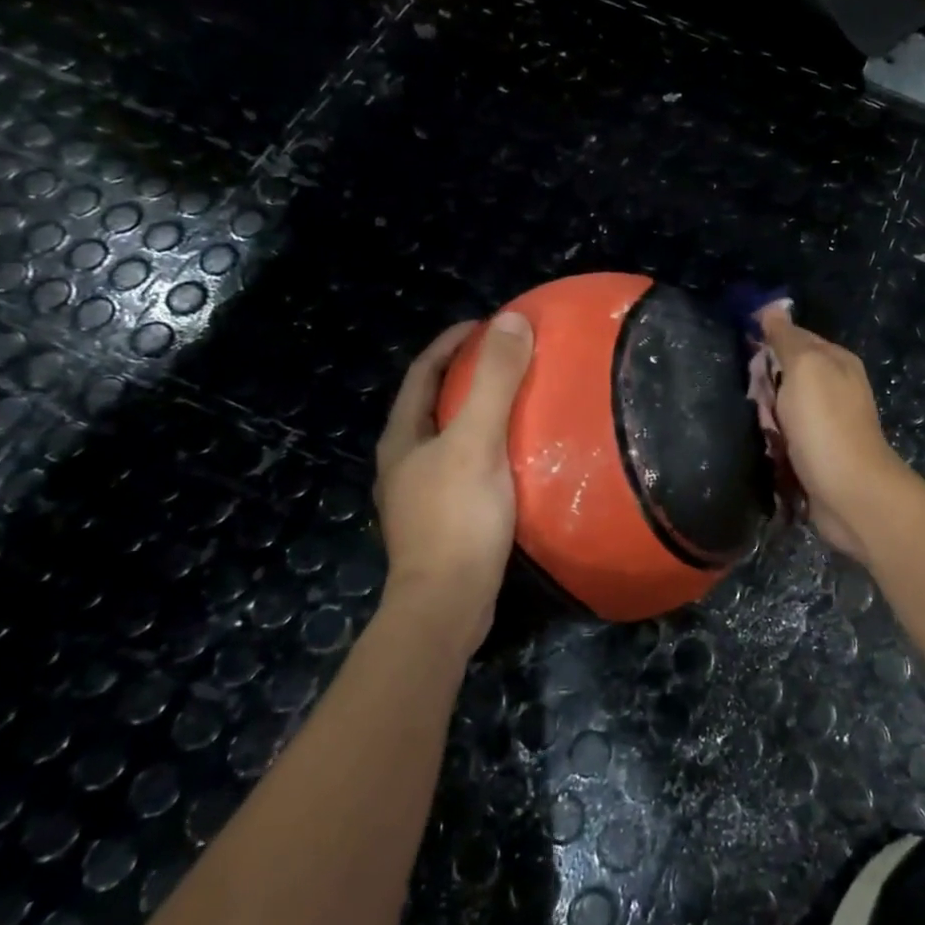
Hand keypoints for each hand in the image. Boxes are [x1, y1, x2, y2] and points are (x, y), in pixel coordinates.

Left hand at [374, 312, 533, 647]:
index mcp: (402, 437)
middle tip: (513, 360)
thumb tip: (510, 320)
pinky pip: (467, 467)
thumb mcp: (477, 441)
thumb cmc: (457, 518)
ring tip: (522, 402)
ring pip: (452, 438)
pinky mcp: (444, 521)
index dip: (452, 343)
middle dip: (468, 376)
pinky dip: (490, 449)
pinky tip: (519, 457)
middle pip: (435, 403)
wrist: (448, 604)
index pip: (423, 372)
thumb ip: (493, 382)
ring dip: (480, 414)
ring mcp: (422, 495)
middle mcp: (405, 462)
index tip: (488, 324)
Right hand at [759, 308, 909, 560]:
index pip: (793, 336)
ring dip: (765, 416)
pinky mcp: (817, 453)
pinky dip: (772, 441)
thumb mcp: (805, 368)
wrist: (849, 494)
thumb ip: (787, 338)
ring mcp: (826, 422)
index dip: (765, 341)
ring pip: (782, 408)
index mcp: (836, 361)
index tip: (737, 351)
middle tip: (747, 395)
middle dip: (762, 384)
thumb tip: (772, 308)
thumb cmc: (825, 425)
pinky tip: (761, 446)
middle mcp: (835, 387)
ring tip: (752, 424)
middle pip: (785, 374)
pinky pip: (785, 438)